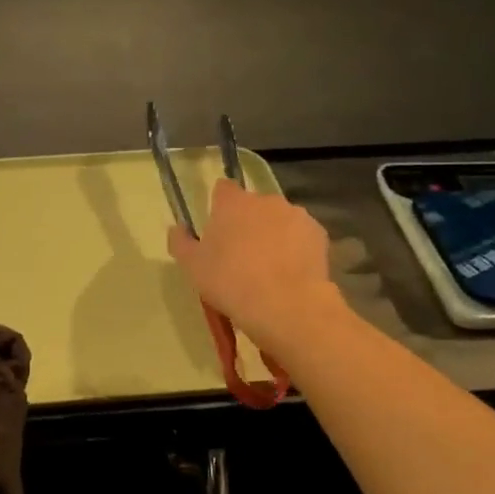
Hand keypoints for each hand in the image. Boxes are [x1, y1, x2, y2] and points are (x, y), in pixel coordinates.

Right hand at [167, 181, 336, 349]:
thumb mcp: (192, 267)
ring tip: (269, 268)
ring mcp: (295, 214)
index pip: (223, 189)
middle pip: (252, 205)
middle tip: (240, 254)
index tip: (218, 228)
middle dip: (247, 222)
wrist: (285, 305)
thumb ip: (181, 242)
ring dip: (273, 234)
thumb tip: (176, 228)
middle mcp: (265, 199)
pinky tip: (290, 272)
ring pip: (279, 219)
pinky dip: (295, 247)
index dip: (219, 205)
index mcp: (232, 202)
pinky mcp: (318, 233)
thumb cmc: (230, 282)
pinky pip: (300, 235)